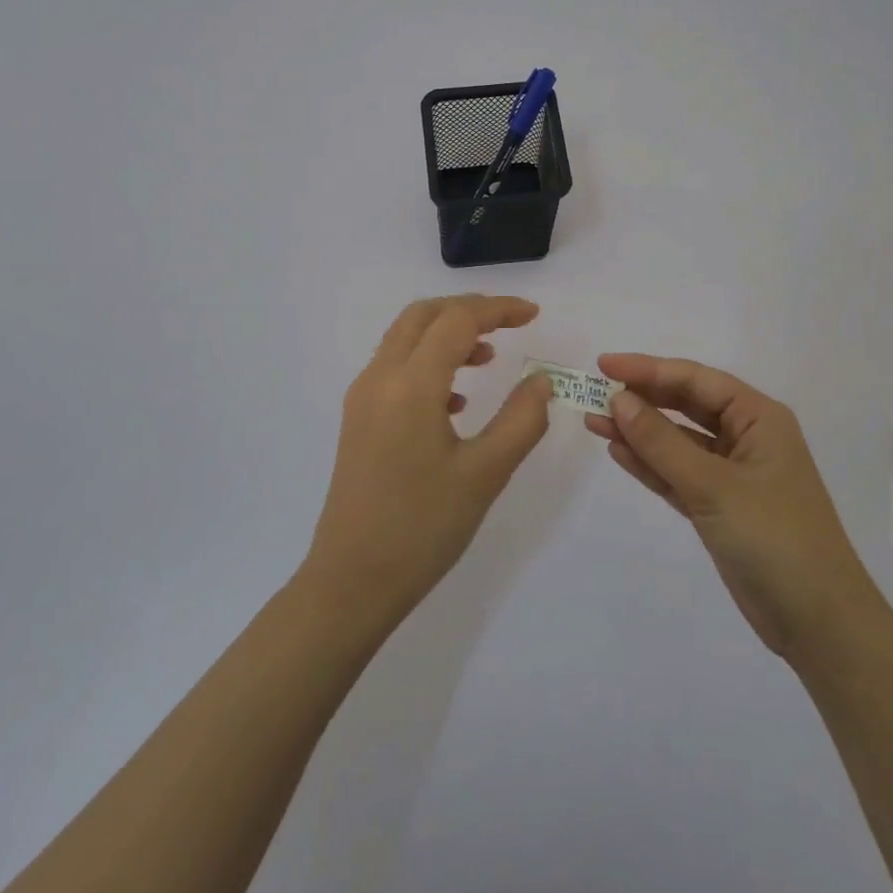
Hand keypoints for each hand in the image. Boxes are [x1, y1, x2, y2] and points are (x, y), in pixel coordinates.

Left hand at [303, 296, 553, 624]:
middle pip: (423, 316)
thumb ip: (521, 419)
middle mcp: (379, 379)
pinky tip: (456, 401)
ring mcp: (363, 399)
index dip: (498, 310)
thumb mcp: (485, 474)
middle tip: (509, 325)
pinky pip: (394, 368)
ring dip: (447, 334)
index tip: (534, 315)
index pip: (457, 321)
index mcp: (410, 385)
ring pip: (405, 339)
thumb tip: (541, 380)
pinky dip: (428, 362)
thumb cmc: (422, 528)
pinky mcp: (358, 421)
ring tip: (488, 359)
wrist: (351, 582)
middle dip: (468, 311)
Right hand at [585, 354, 873, 658]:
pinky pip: (678, 474)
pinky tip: (618, 451)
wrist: (818, 622)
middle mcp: (746, 437)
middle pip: (685, 405)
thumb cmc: (774, 537)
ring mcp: (732, 474)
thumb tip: (619, 399)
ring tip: (593, 421)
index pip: (695, 380)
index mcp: (758, 418)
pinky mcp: (720, 507)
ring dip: (639, 432)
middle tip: (593, 392)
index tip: (603, 365)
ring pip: (678, 441)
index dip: (648, 369)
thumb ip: (662, 442)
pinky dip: (650, 464)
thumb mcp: (713, 485)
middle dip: (641, 398)